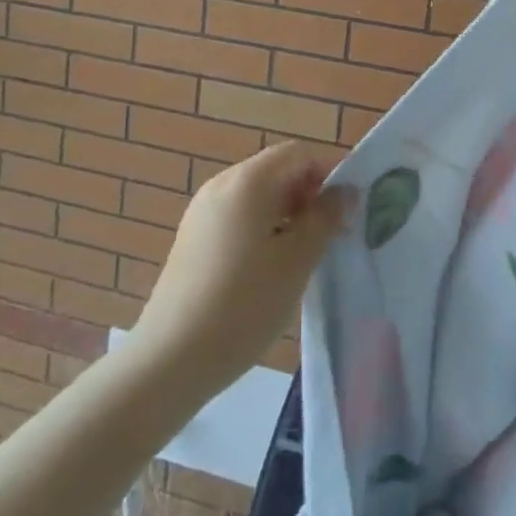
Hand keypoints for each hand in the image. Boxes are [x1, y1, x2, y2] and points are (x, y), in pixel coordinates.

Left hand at [127, 142, 352, 401]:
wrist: (168, 362)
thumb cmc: (243, 305)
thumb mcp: (297, 260)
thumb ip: (325, 218)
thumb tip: (345, 191)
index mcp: (248, 181)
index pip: (299, 154)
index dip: (329, 174)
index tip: (346, 212)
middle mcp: (222, 185)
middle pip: (277, 171)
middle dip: (309, 195)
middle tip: (330, 235)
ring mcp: (202, 212)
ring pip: (258, 196)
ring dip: (288, 213)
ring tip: (303, 255)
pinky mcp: (192, 239)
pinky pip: (238, 217)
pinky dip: (263, 228)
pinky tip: (270, 269)